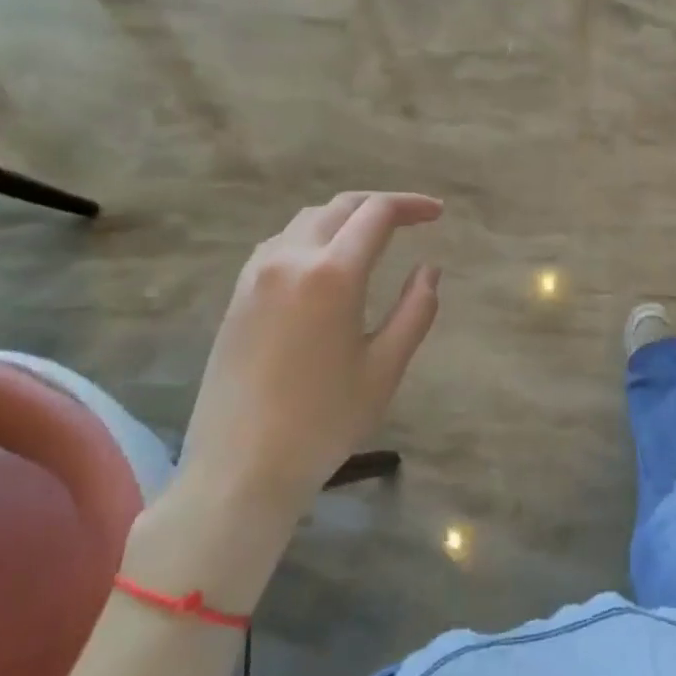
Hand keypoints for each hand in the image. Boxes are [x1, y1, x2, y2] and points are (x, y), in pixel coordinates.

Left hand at [178, 192, 443, 517]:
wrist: (237, 471)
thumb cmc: (322, 423)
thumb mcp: (384, 369)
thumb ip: (415, 310)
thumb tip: (429, 269)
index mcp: (332, 274)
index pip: (377, 213)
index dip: (412, 205)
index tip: (438, 213)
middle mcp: (290, 259)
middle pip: (341, 207)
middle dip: (381, 205)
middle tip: (414, 219)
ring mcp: (256, 274)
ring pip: (307, 220)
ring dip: (345, 218)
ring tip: (373, 237)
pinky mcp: (238, 294)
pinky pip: (280, 243)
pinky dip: (313, 236)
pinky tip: (326, 262)